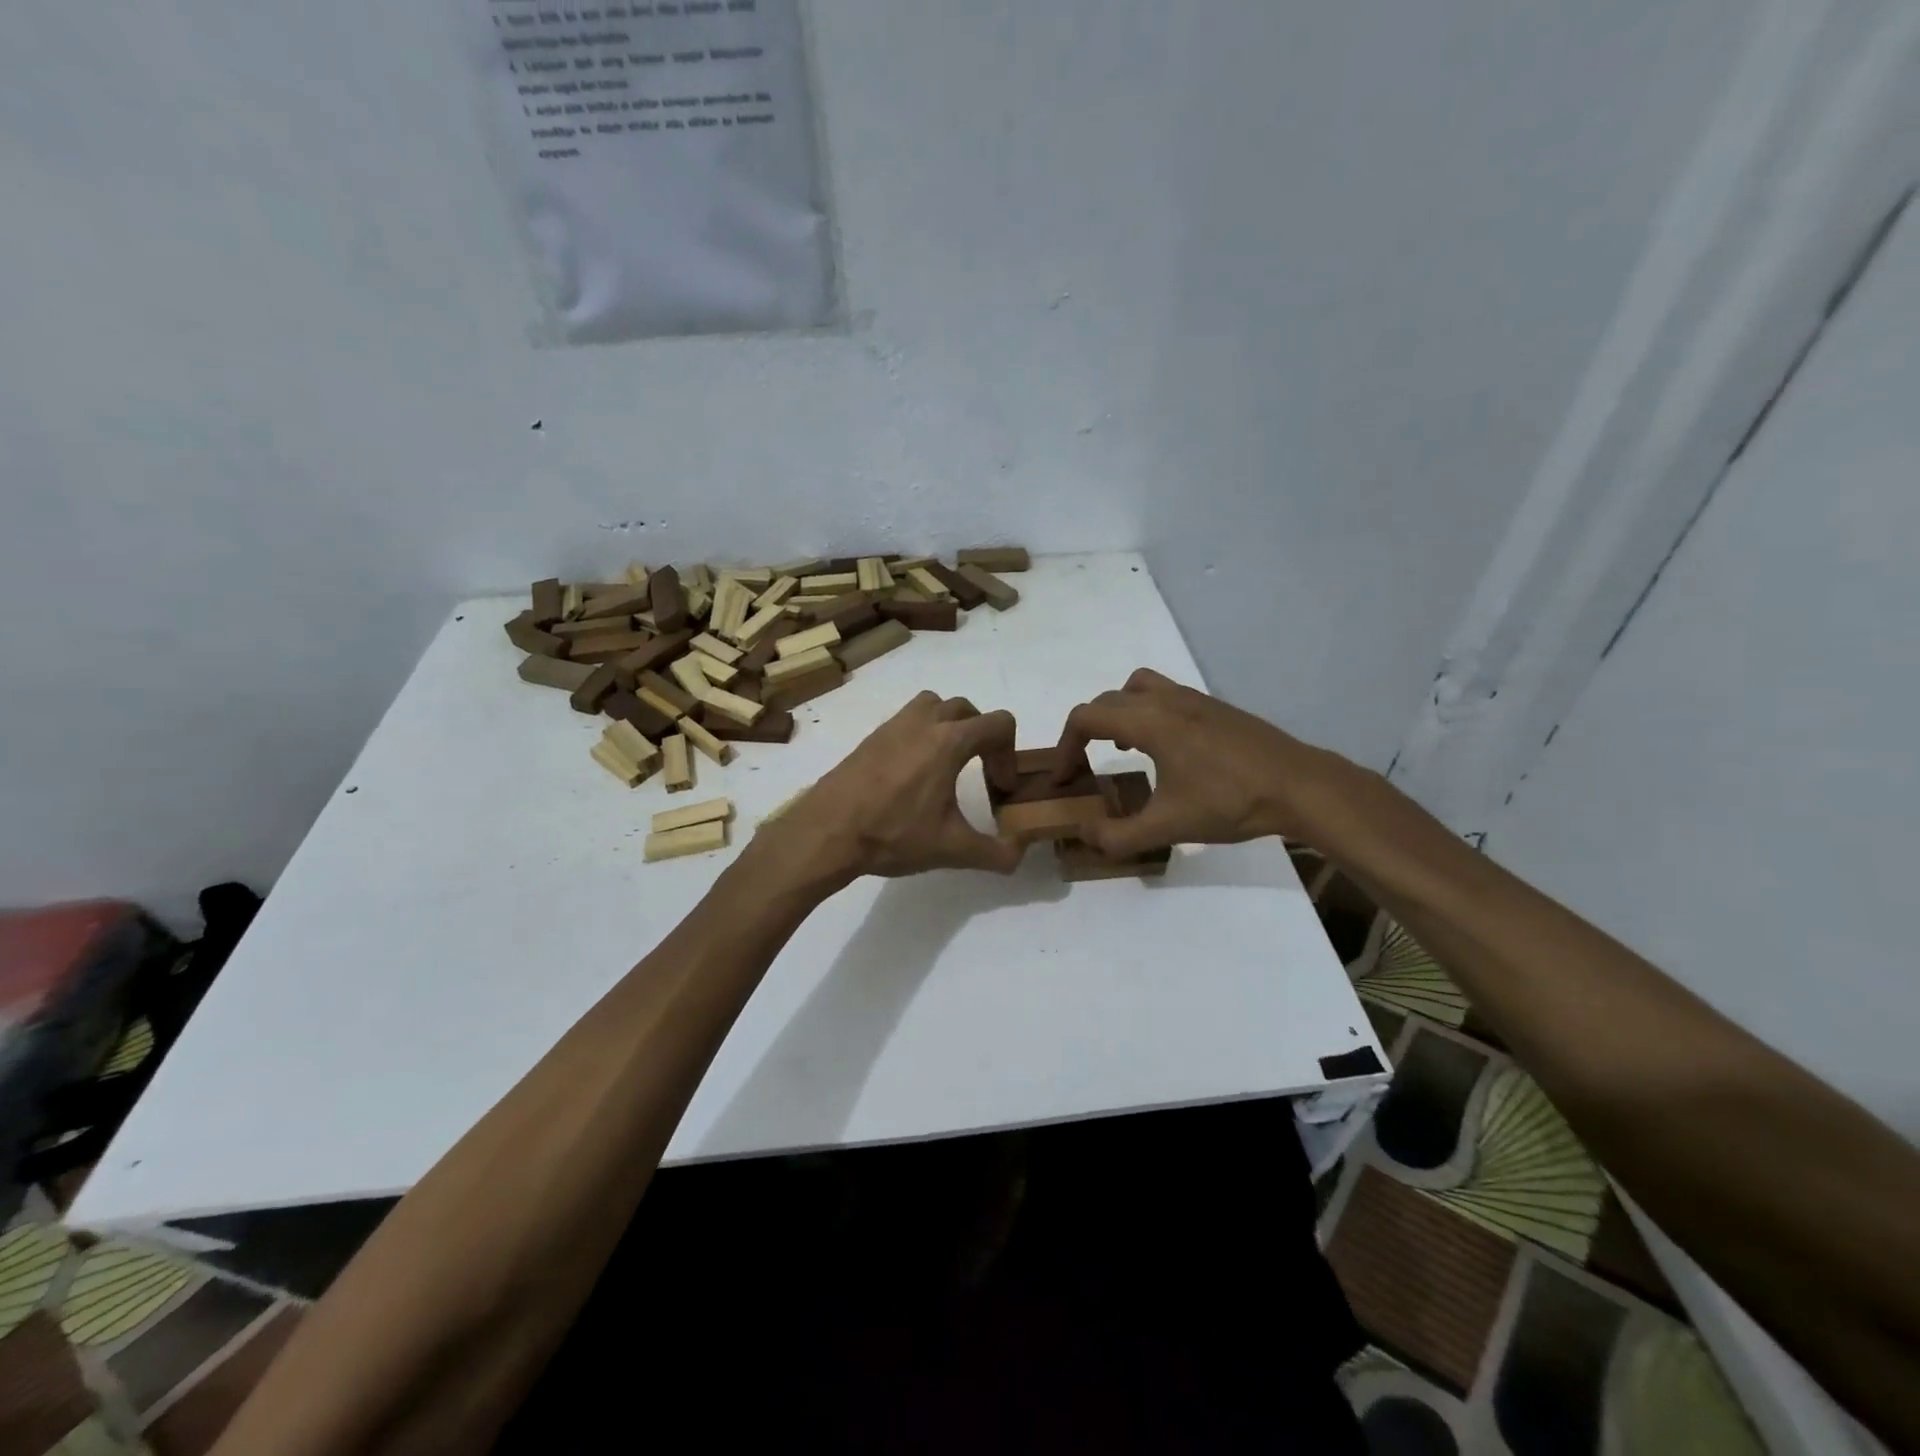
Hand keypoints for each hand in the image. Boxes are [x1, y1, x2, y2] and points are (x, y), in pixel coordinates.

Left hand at [753, 692, 1023, 887]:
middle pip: (967, 710)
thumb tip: (1019, 855)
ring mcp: (893, 726)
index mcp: (949, 741)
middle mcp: (923, 723)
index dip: (1008, 755)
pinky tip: (913, 774)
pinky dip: (921, 735)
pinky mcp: (871, 737)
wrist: (827, 831)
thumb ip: (995, 853)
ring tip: (948, 763)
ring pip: (934, 705)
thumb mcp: (952, 849)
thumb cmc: (893, 834)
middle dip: (983, 737)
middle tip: (980, 774)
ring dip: (950, 725)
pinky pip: (907, 720)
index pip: (998, 724)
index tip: (999, 789)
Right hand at [1055, 669, 1347, 856]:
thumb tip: (1084, 836)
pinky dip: (1147, 713)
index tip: (1064, 779)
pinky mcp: (1215, 708)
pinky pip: (1165, 695)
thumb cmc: (1230, 803)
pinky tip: (1164, 750)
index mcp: (1149, 722)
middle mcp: (1167, 700)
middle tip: (1084, 766)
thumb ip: (1118, 836)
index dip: (1064, 747)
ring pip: (1137, 688)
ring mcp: (1194, 699)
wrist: (1300, 786)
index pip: (1086, 718)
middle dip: (1085, 731)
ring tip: (1121, 748)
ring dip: (1117, 713)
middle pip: (1107, 701)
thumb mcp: (1168, 827)